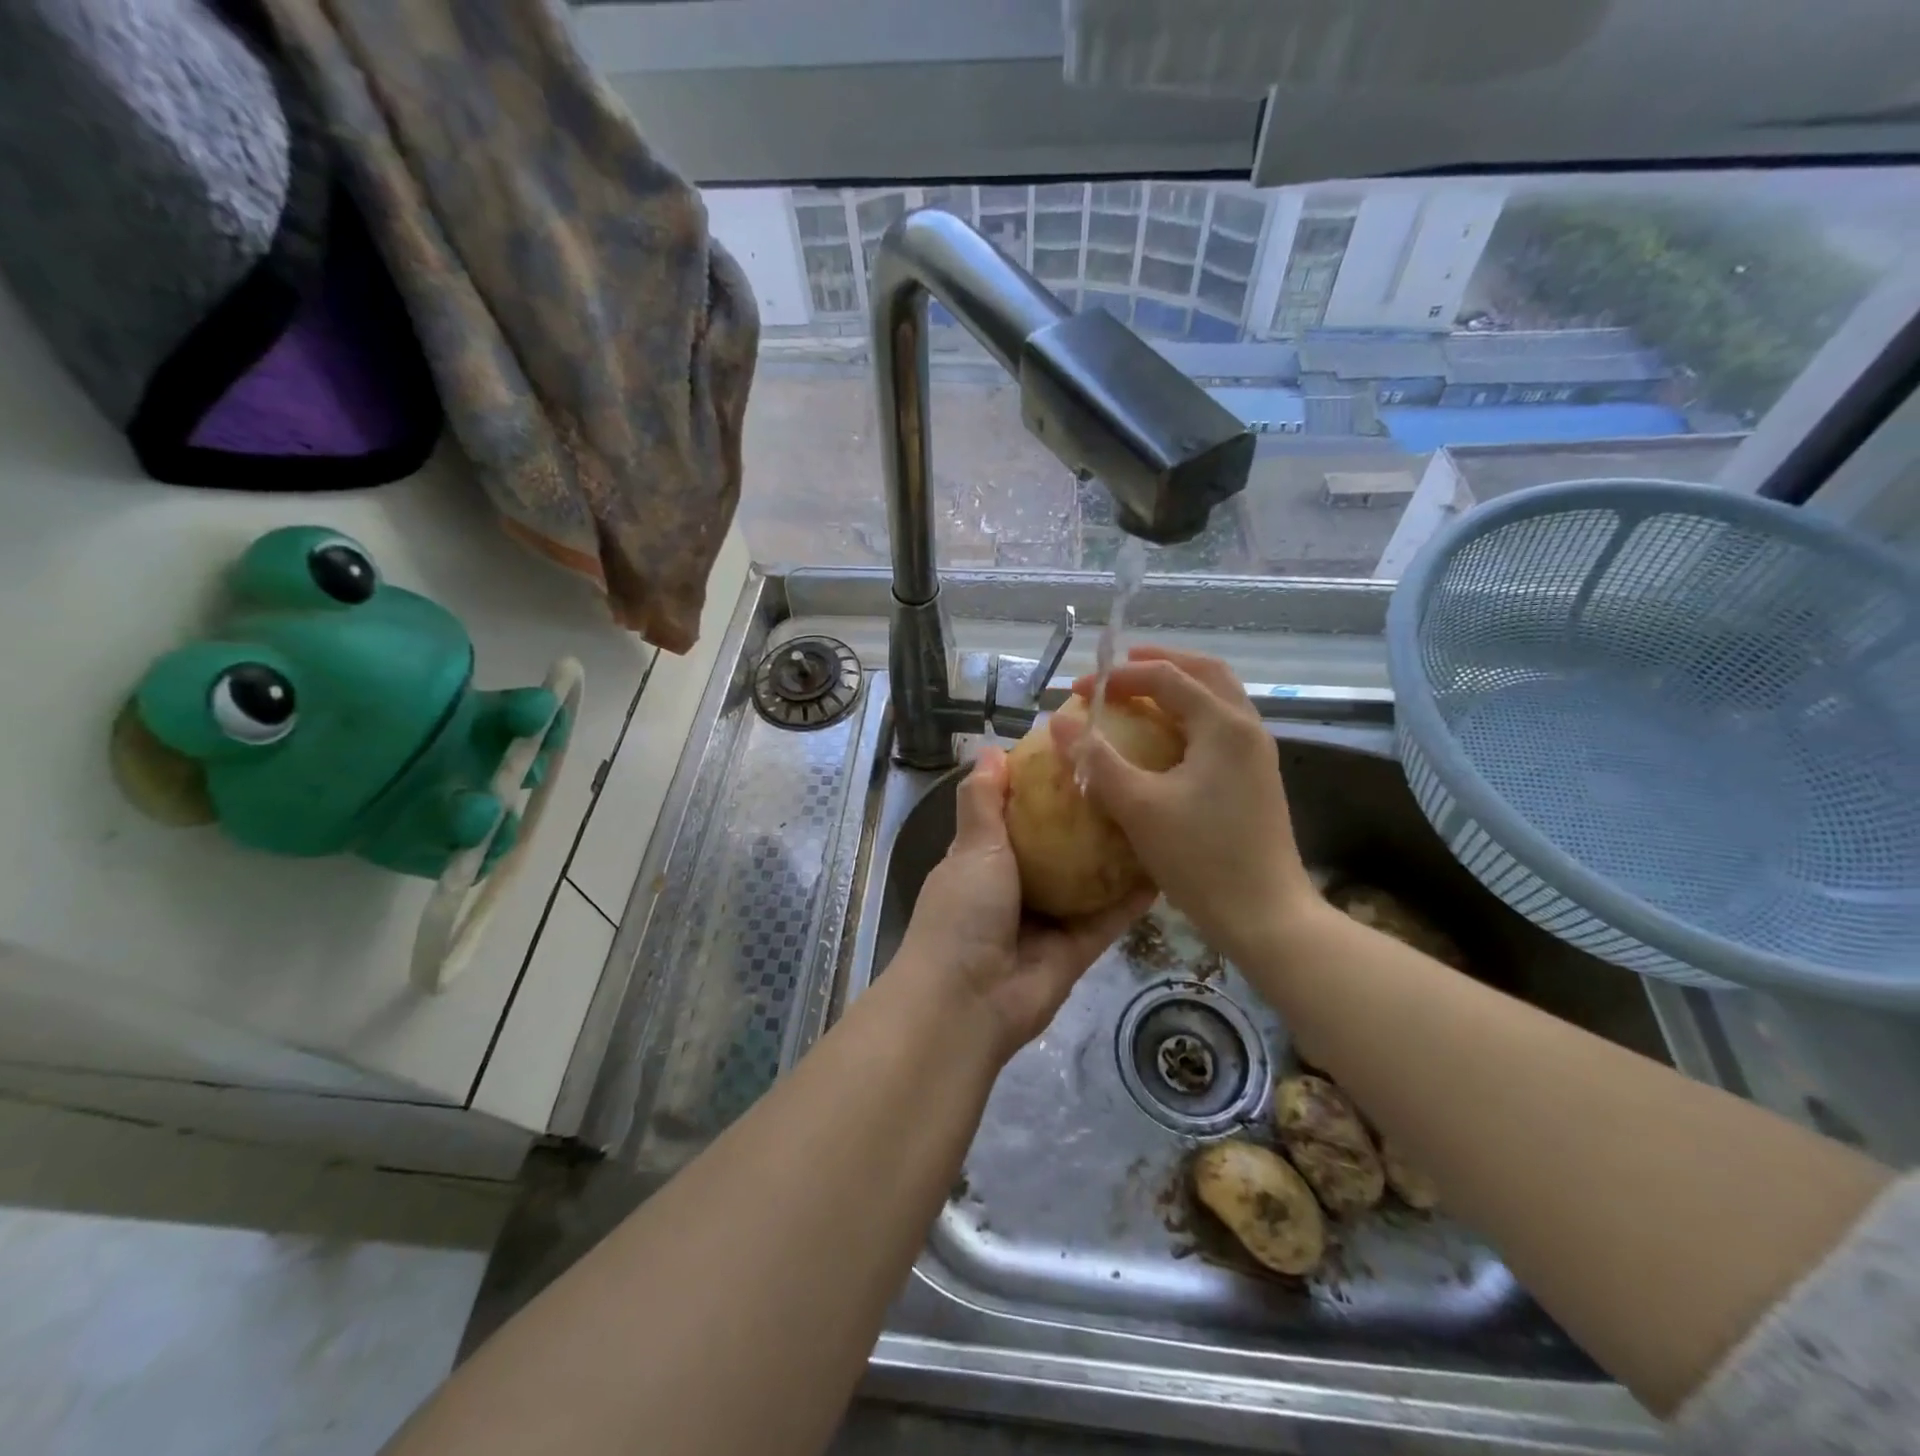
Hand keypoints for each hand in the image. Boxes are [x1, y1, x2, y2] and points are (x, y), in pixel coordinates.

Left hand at [895, 746, 1150, 1062]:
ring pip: (1087, 881)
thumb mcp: (970, 847)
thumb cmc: (963, 912)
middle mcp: (1016, 887)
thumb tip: (990, 749)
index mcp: (983, 861)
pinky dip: (1132, 897)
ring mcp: (1048, 920)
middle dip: (1084, 820)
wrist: (969, 1001)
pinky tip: (1164, 866)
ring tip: (1151, 815)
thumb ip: (982, 801)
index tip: (1073, 755)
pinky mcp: (1077, 949)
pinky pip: (1109, 917)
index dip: (1039, 788)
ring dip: (1113, 856)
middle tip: (1125, 781)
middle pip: (1057, 847)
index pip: (1015, 816)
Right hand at [1050, 646, 1317, 961]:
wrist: (1265, 916)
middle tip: (1119, 668)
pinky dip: (1191, 712)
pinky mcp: (1256, 777)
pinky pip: (1221, 724)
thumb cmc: (1201, 858)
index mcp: (1223, 725)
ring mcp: (1256, 753)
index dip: (1118, 677)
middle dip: (1160, 662)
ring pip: (1218, 696)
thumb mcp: (1138, 807)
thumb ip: (1097, 760)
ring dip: (1179, 685)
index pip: (1166, 677)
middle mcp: (1247, 727)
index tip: (1079, 692)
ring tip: (1140, 693)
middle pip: (1205, 671)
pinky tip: (1166, 736)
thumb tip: (1060, 723)